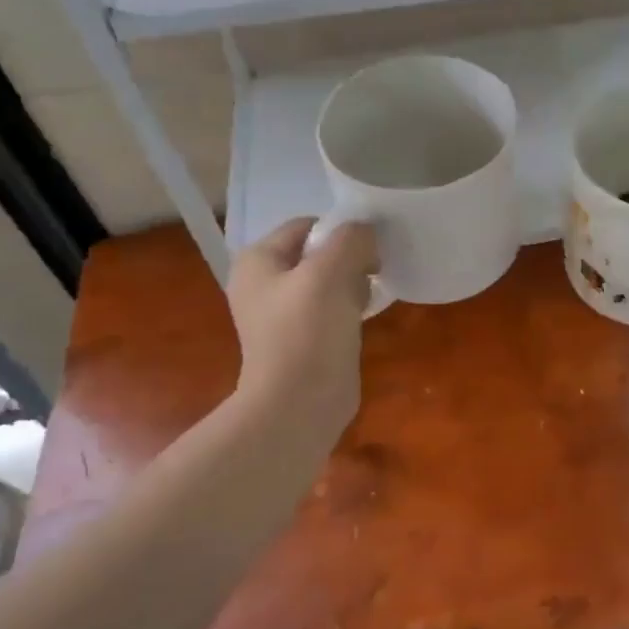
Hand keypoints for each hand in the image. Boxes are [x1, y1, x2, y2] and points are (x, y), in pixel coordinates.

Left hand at [226, 217, 377, 448]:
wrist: (299, 404)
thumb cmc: (307, 331)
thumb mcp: (330, 271)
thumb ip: (351, 239)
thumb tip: (367, 233)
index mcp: (258, 260)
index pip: (306, 225)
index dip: (340, 230)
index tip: (370, 248)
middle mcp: (264, 283)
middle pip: (318, 252)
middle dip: (350, 258)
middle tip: (371, 274)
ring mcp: (282, 314)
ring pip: (329, 280)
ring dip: (353, 283)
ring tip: (365, 299)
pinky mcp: (303, 338)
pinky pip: (331, 308)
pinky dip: (350, 308)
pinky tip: (363, 319)